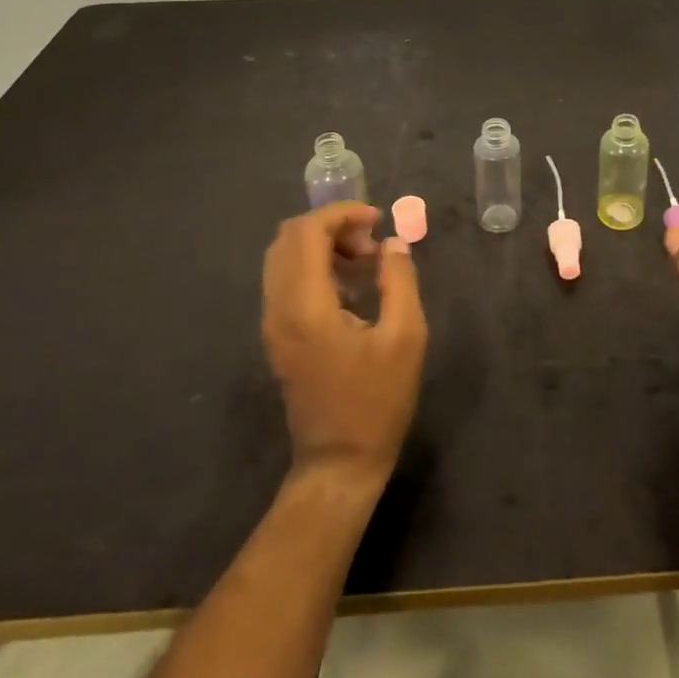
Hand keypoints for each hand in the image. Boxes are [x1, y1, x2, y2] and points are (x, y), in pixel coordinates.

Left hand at [261, 202, 427, 493]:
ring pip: (284, 257)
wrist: (339, 463)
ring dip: (322, 246)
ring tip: (366, 262)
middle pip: (289, 238)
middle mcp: (279, 308)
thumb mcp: (405, 337)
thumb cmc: (377, 401)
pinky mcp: (278, 336)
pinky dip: (315, 267)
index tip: (377, 219)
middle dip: (331, 226)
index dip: (341, 213)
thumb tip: (393, 242)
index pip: (307, 231)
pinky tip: (351, 286)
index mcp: (306, 305)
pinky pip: (287, 281)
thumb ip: (399, 279)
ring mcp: (273, 324)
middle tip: (371, 243)